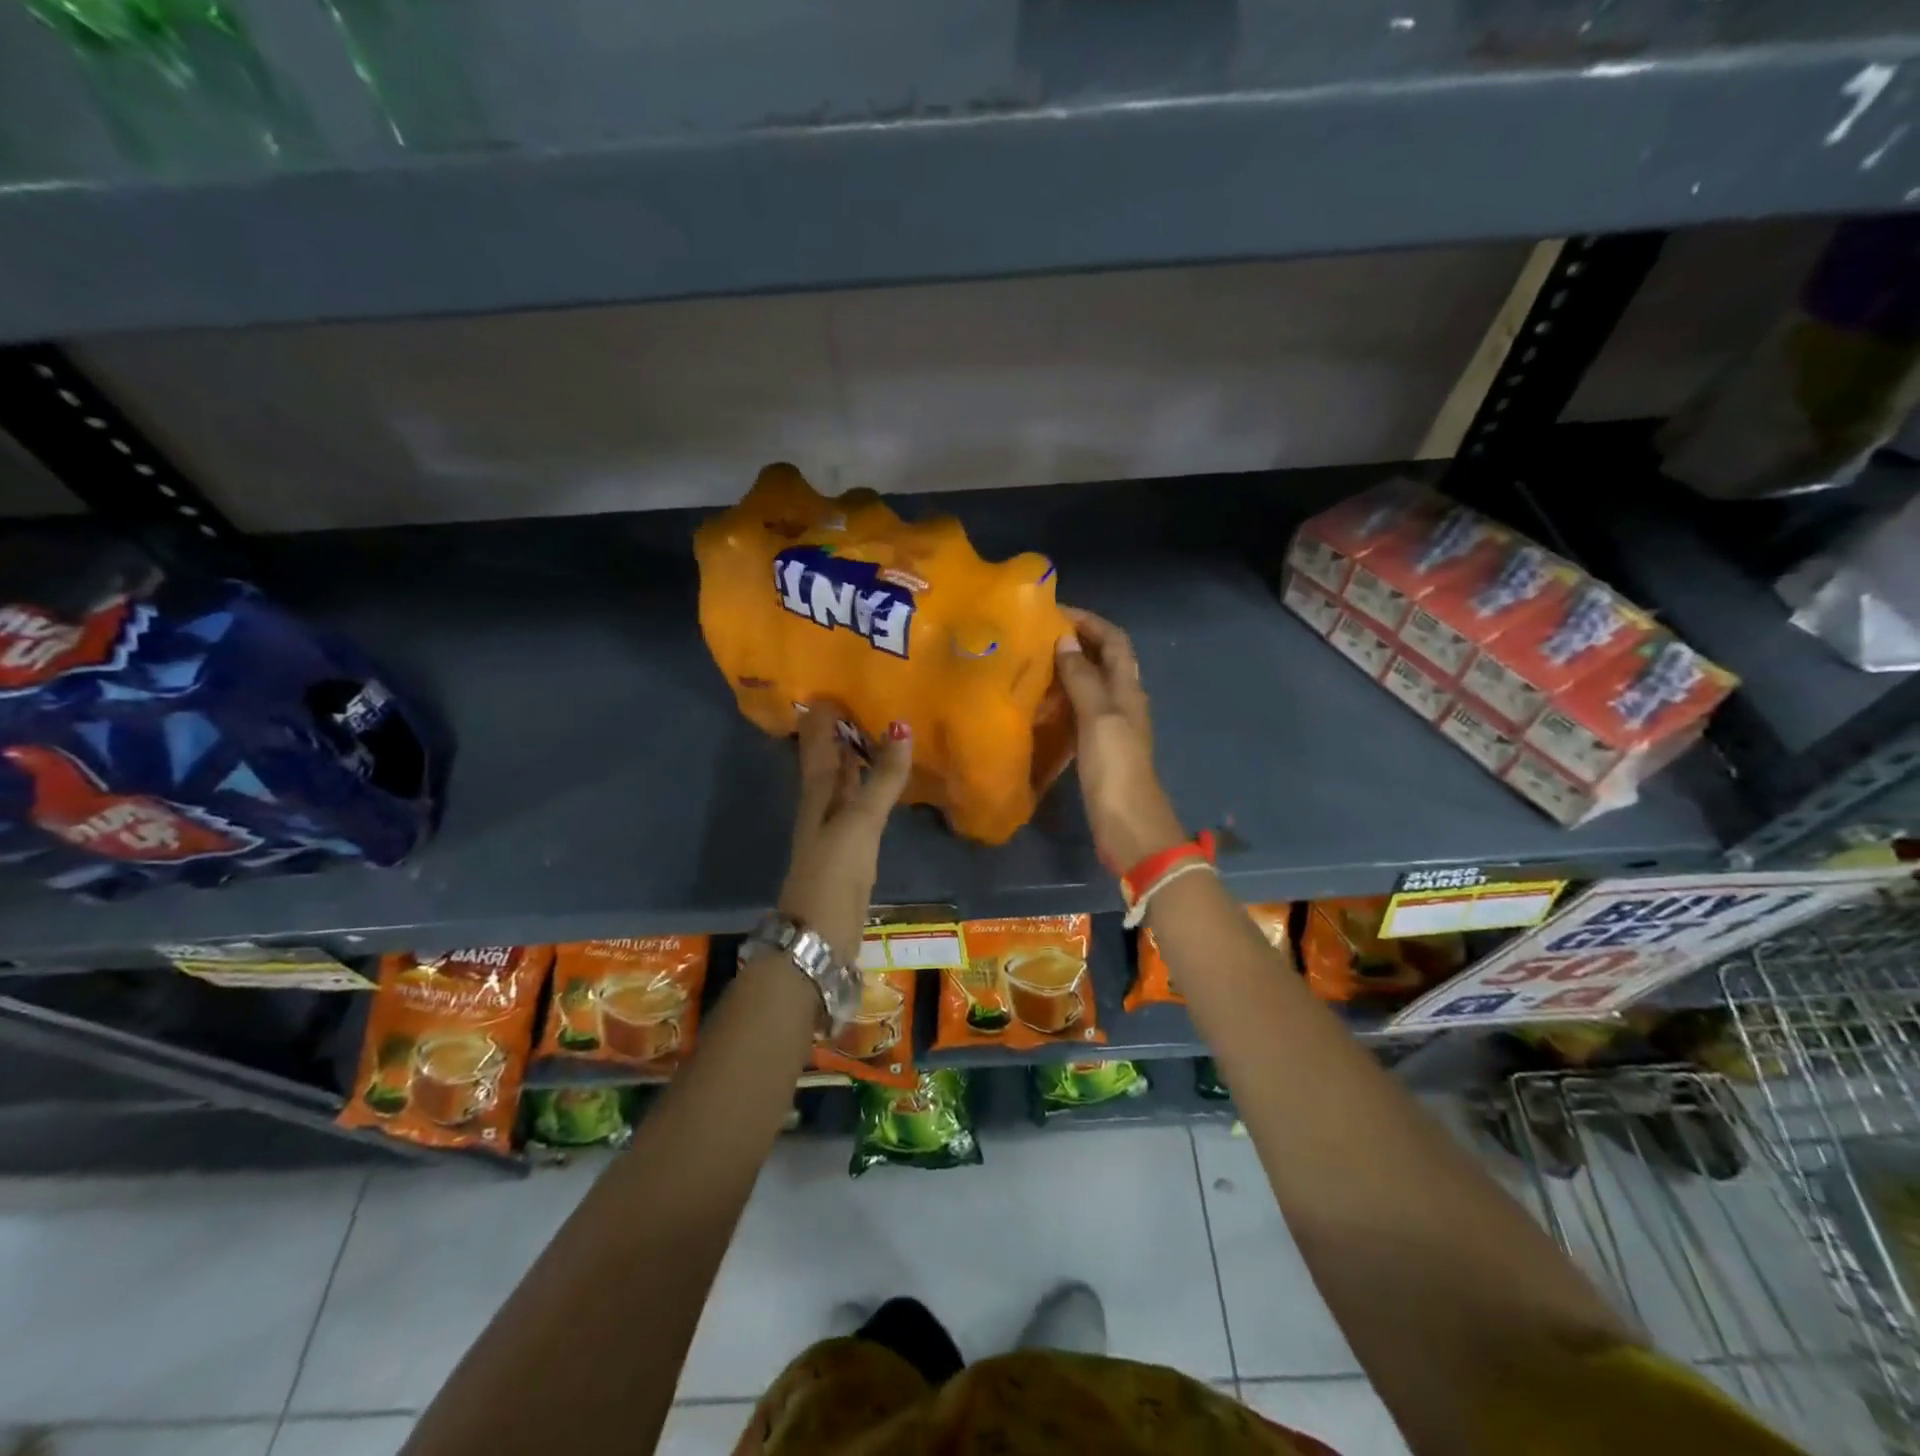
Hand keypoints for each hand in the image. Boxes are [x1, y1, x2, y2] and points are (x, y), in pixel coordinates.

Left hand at [778, 700, 912, 966]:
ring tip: (876, 731)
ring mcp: (834, 828)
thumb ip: (882, 777)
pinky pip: (857, 804)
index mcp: (817, 792)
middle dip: (839, 732)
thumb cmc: (834, 871)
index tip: (834, 684)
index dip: (822, 716)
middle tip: (861, 700)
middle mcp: (821, 804)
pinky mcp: (849, 849)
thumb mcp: (860, 820)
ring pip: (842, 782)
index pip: (817, 743)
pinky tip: (881, 784)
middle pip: (827, 760)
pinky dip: (867, 786)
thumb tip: (900, 725)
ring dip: (854, 757)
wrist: (819, 935)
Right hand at [1053, 608, 1187, 871]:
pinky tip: (1040, 702)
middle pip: (1104, 659)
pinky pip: (1081, 710)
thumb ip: (1082, 678)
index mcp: (1128, 689)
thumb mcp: (1098, 717)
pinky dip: (1064, 697)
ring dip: (1068, 668)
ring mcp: (1112, 726)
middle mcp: (1123, 701)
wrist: (1129, 825)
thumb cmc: (1116, 767)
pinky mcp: (1099, 747)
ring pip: (1091, 684)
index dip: (1090, 622)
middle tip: (1037, 634)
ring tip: (1033, 661)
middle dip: (1077, 641)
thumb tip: (1064, 640)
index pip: (1114, 641)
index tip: (1055, 611)